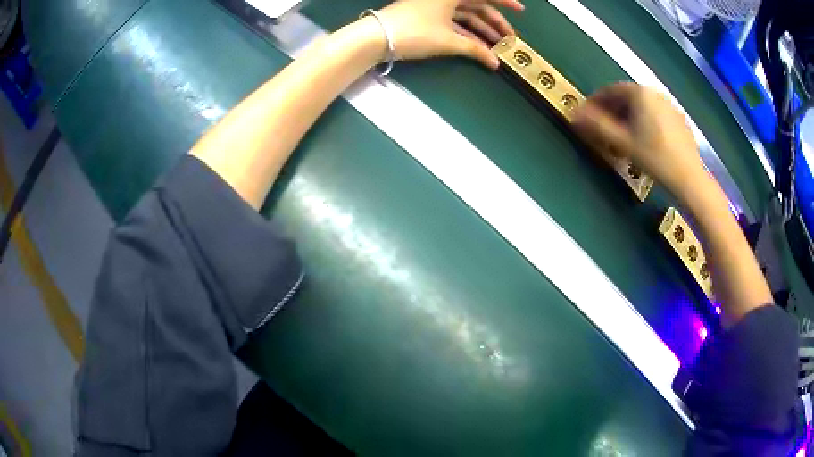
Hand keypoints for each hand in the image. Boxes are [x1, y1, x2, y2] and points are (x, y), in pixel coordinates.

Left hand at [378, 0, 523, 69]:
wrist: (375, 38)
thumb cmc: (414, 32)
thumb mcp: (448, 41)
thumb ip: (474, 49)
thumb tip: (495, 63)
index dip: (505, 2)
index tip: (521, 11)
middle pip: (477, 6)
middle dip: (495, 23)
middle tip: (510, 39)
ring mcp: (435, 5)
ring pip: (465, 15)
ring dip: (482, 30)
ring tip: (497, 46)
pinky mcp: (427, 15)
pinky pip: (453, 22)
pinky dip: (466, 33)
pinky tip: (478, 46)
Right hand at [573, 82, 706, 200]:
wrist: (689, 179)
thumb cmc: (655, 158)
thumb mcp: (623, 143)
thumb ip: (597, 126)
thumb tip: (573, 114)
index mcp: (640, 93)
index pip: (610, 90)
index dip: (595, 102)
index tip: (586, 116)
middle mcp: (655, 93)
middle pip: (627, 98)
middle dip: (612, 112)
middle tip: (603, 130)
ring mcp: (670, 106)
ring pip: (642, 107)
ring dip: (627, 118)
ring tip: (622, 138)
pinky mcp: (680, 121)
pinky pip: (655, 116)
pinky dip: (644, 123)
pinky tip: (644, 142)